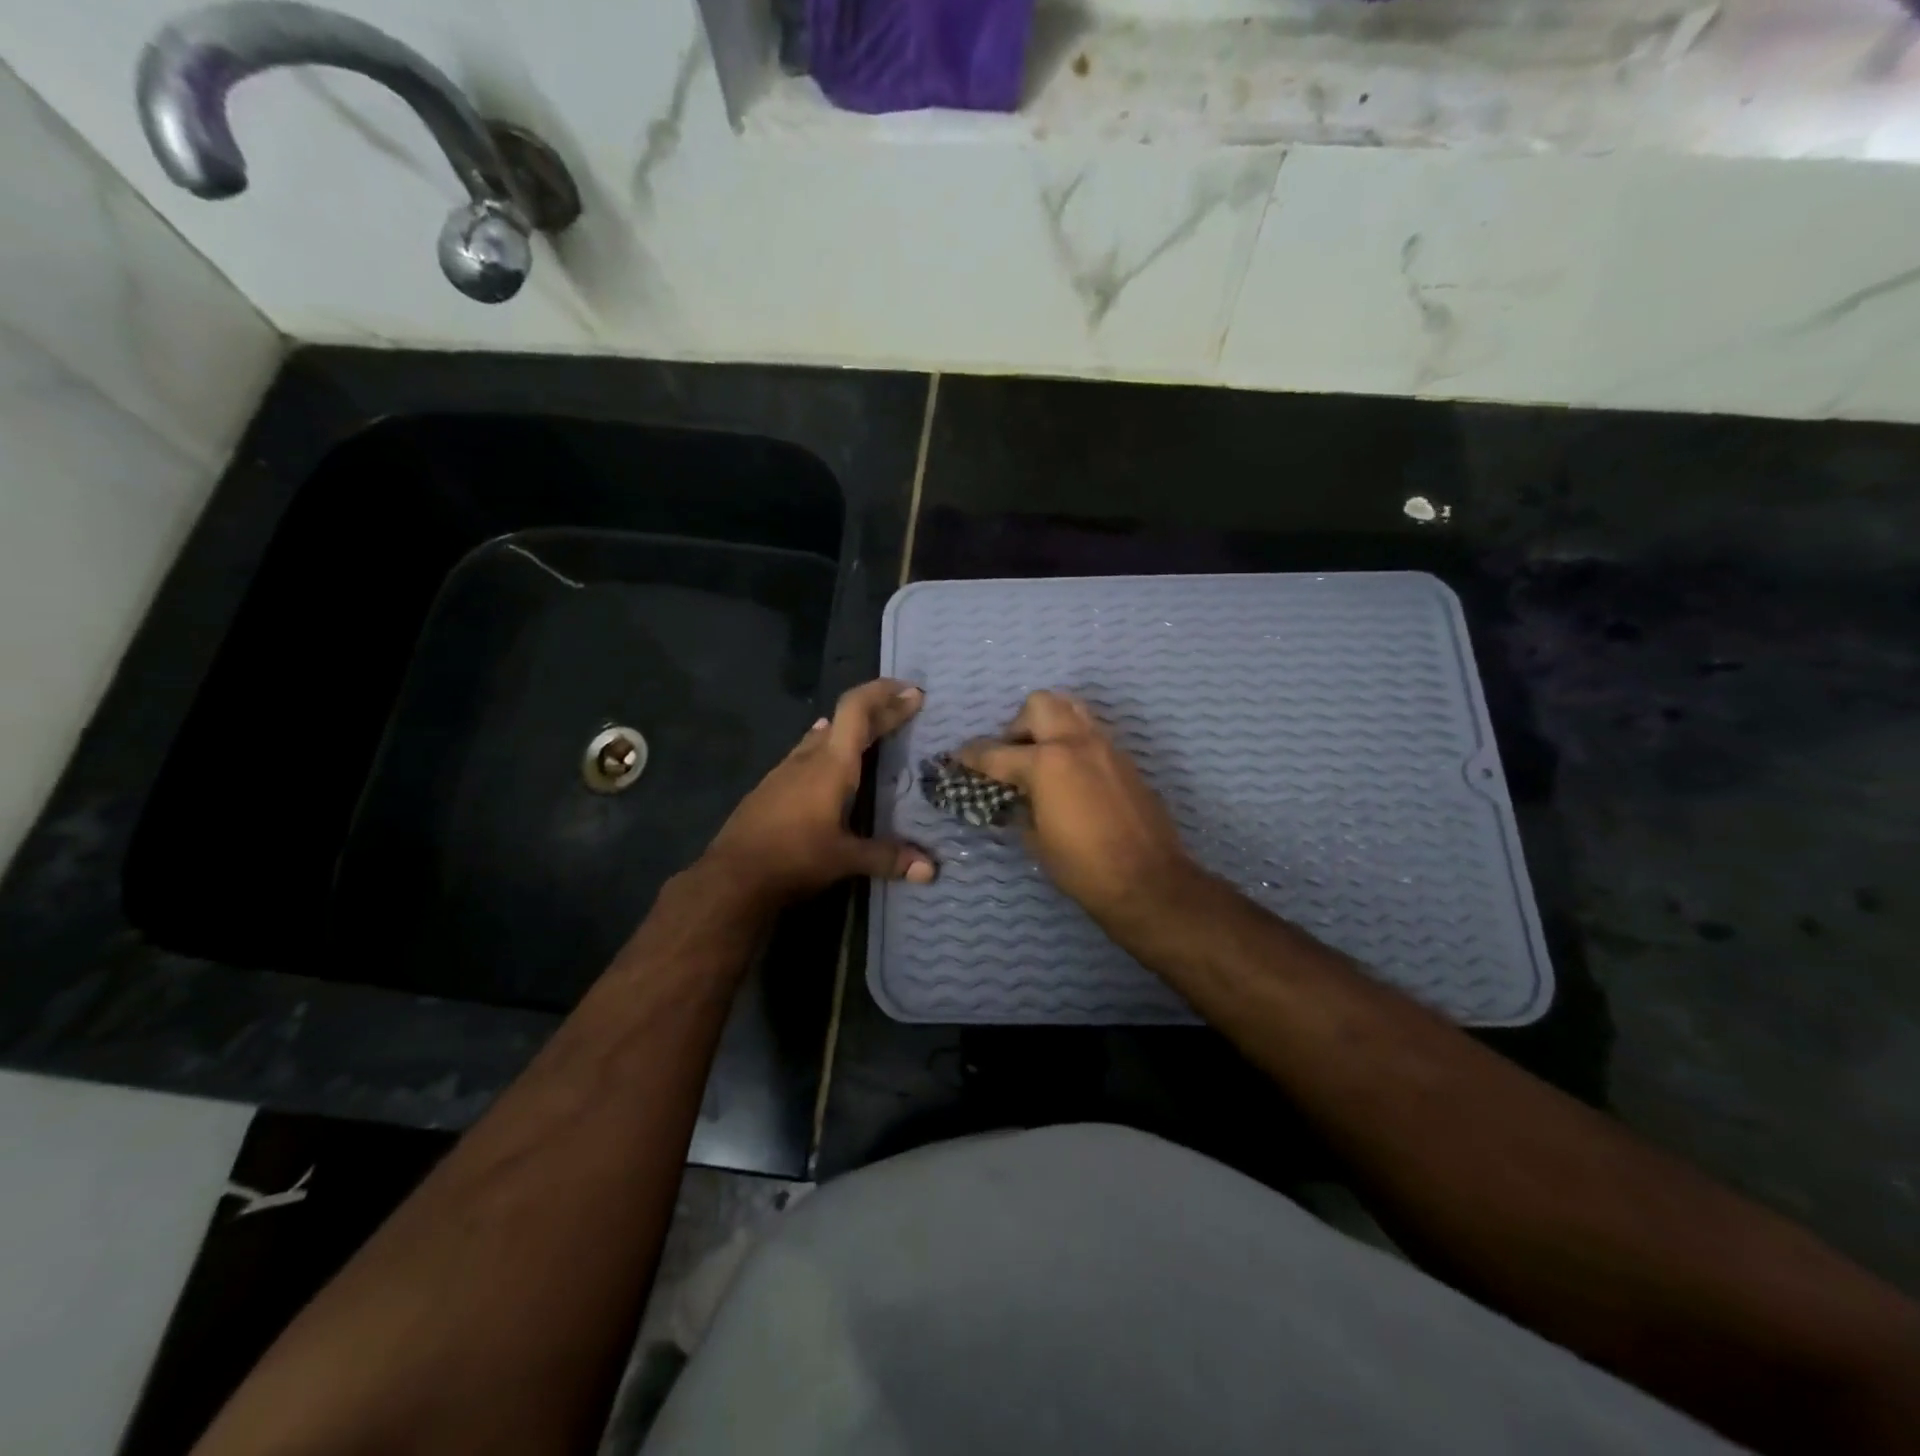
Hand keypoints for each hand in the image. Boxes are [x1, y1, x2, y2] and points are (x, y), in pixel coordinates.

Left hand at [702, 679, 935, 909]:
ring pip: (823, 735)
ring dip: (851, 728)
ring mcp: (785, 771)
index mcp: (831, 765)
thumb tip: (931, 870)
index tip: (912, 692)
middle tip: (907, 706)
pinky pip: (807, 753)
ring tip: (875, 730)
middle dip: (879, 710)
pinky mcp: (772, 787)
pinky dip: (828, 746)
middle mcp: (808, 758)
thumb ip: (888, 858)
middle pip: (845, 719)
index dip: (884, 695)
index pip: (857, 710)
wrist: (730, 876)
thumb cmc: (793, 858)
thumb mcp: (845, 859)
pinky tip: (829, 760)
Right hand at [960, 691, 1200, 927]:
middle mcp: (1076, 742)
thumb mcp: (1035, 839)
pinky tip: (1070, 776)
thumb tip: (1014, 796)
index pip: (996, 752)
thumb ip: (1020, 806)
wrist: (1148, 880)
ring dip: (1050, 725)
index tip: (958, 758)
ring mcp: (1106, 747)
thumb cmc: (1082, 867)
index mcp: (1046, 763)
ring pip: (1072, 709)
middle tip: (1013, 756)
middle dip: (1018, 725)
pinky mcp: (1125, 760)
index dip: (971, 756)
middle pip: (1039, 705)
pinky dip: (1074, 743)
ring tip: (1042, 758)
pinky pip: (1093, 734)